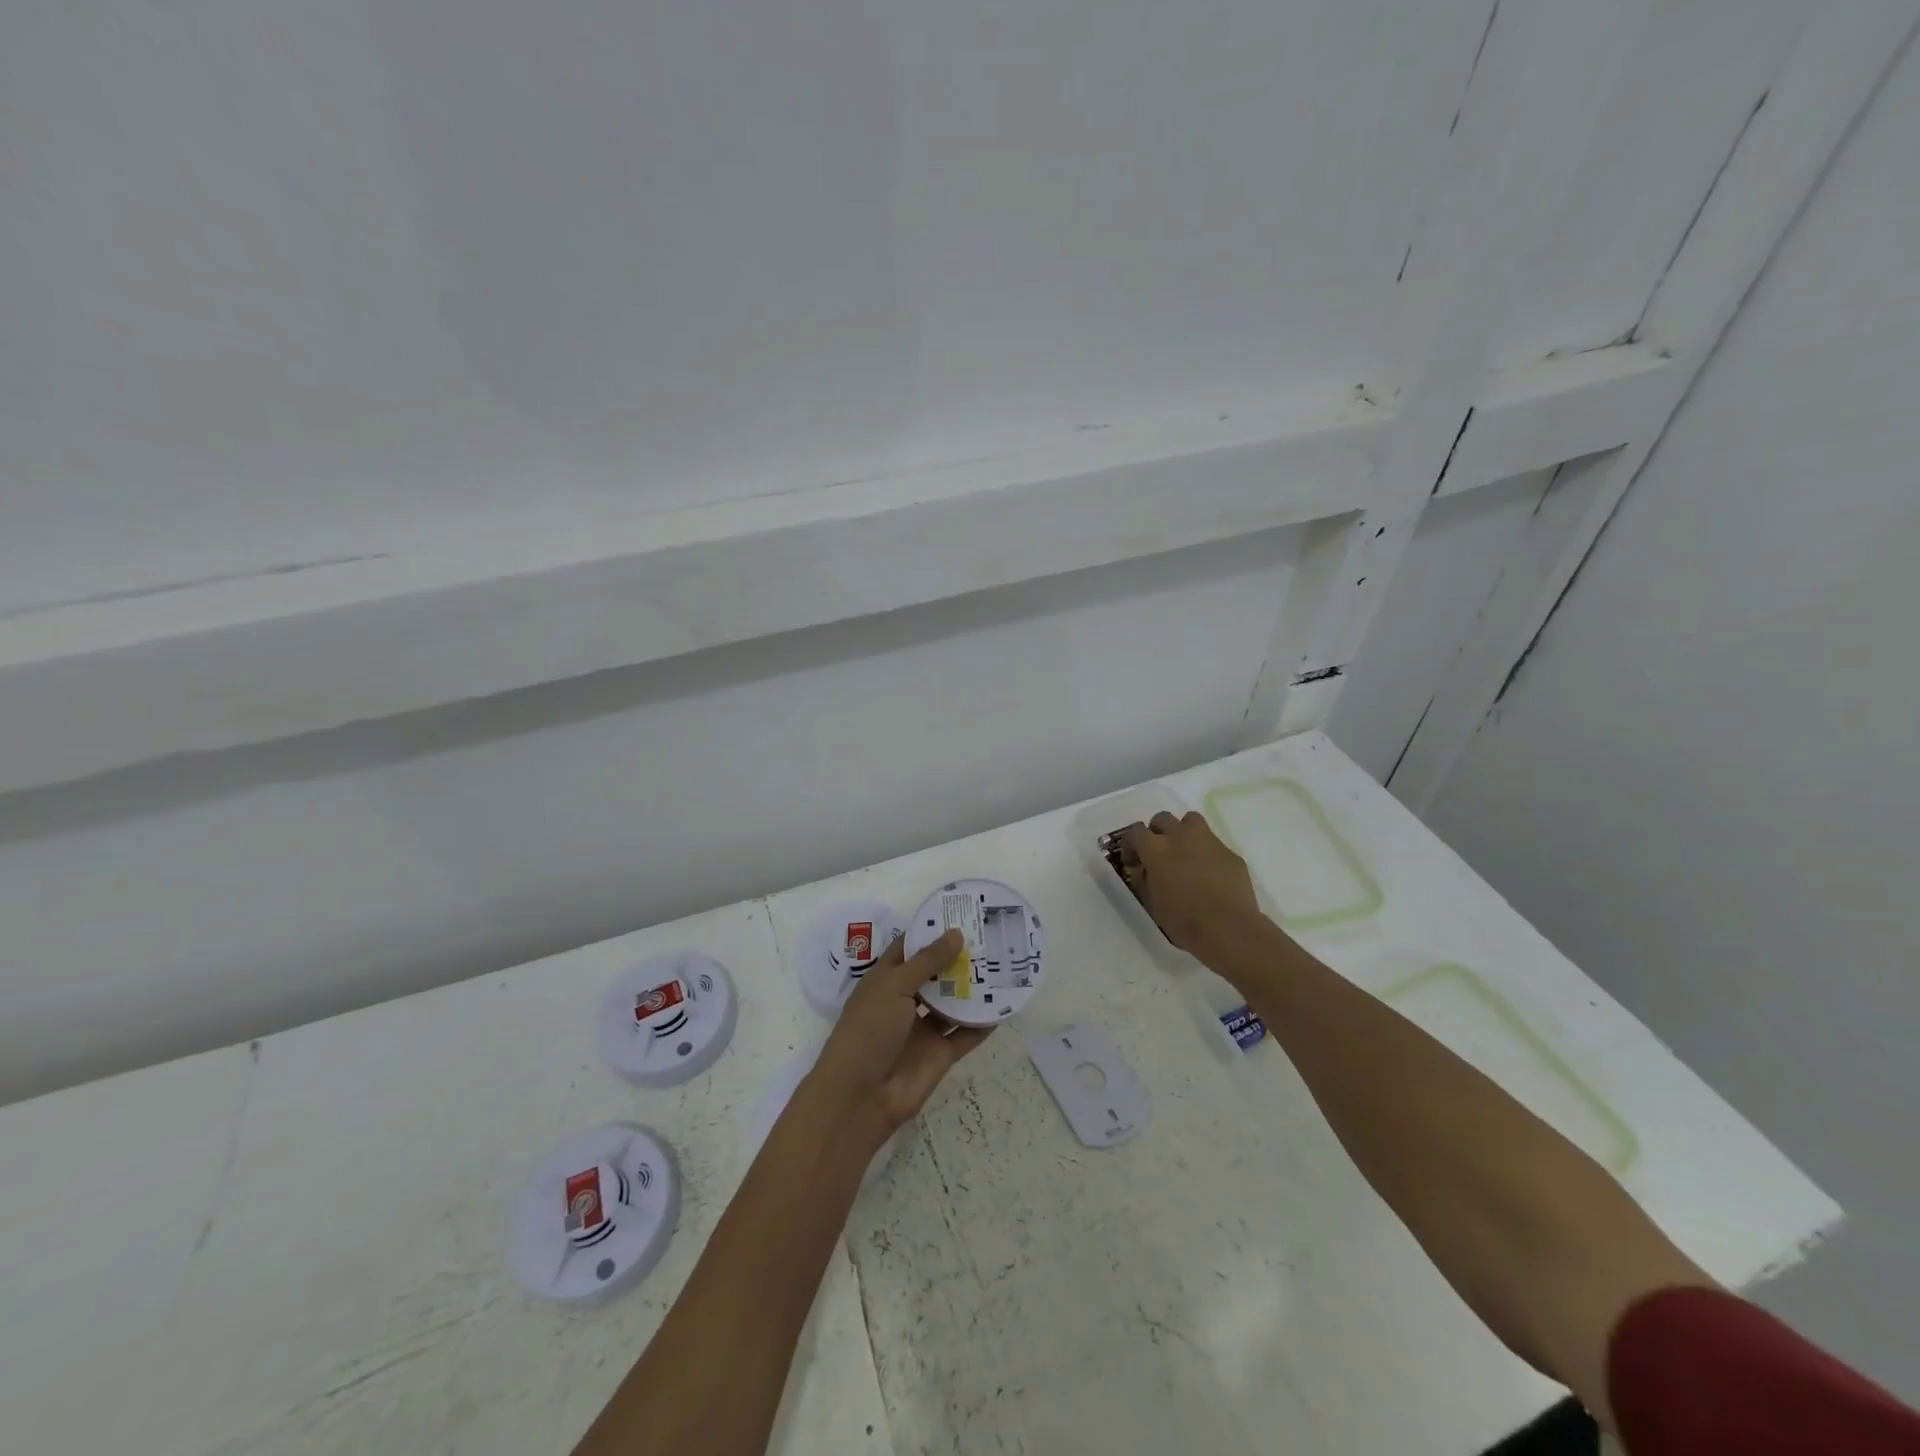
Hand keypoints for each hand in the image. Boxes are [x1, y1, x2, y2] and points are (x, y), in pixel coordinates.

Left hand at [803, 930, 991, 1146]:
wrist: (860, 1098)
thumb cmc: (868, 1031)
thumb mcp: (894, 987)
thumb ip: (927, 961)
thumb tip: (956, 933)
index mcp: (886, 980)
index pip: (910, 948)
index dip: (932, 931)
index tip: (961, 913)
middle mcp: (905, 1000)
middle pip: (935, 974)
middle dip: (958, 957)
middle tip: (991, 935)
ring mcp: (923, 1028)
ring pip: (952, 1002)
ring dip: (973, 987)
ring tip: (1003, 964)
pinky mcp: (940, 1054)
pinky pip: (966, 1034)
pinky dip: (983, 1022)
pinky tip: (1005, 1005)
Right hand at [1119, 811, 1262, 962]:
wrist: (1228, 929)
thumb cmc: (1183, 920)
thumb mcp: (1152, 903)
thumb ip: (1144, 880)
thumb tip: (1143, 871)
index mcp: (1156, 849)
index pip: (1135, 832)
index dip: (1131, 845)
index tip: (1133, 861)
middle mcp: (1180, 836)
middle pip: (1162, 818)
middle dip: (1157, 832)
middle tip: (1159, 854)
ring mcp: (1208, 841)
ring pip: (1191, 820)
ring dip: (1183, 832)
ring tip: (1185, 854)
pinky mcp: (1230, 852)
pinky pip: (1213, 844)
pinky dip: (1207, 853)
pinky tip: (1210, 875)